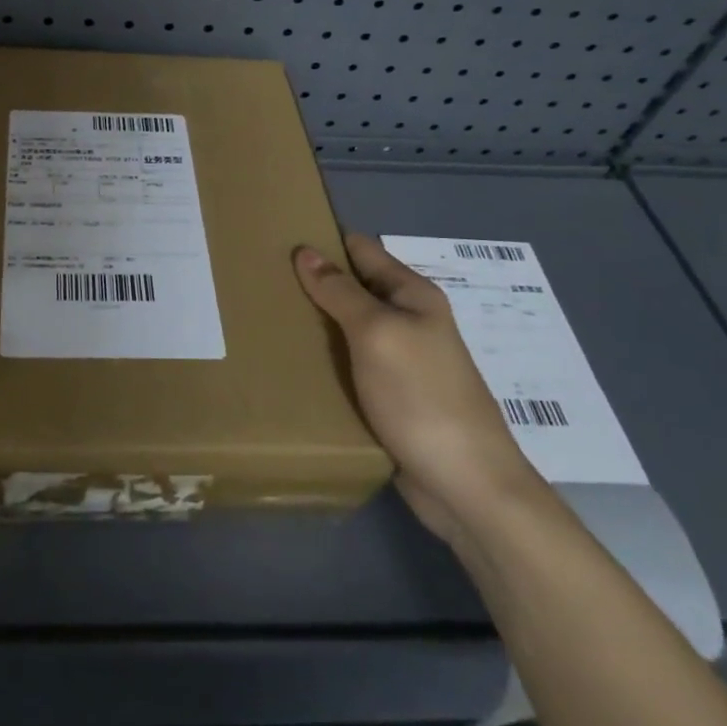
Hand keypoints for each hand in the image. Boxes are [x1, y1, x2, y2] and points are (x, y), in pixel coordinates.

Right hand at [294, 233, 543, 545]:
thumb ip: (341, 292)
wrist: (466, 485)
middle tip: (260, 282)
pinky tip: (291, 363)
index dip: (323, 241)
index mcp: (412, 295)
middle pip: (352, 289)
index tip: (276, 240)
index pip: (360, 250)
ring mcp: (399, 361)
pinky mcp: (389, 397)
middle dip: (312, 284)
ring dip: (314, 325)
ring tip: (264, 319)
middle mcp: (408, 321)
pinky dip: (324, 361)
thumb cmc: (421, 396)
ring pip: (346, 329)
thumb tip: (305, 251)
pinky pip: (349, 366)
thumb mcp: (377, 334)